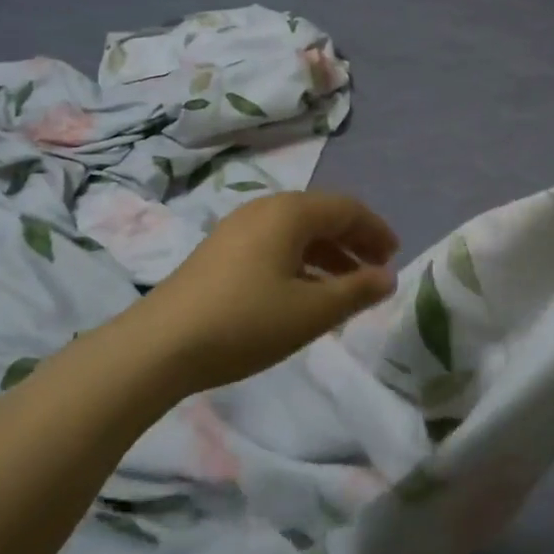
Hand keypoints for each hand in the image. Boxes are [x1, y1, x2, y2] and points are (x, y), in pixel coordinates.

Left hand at [138, 191, 399, 390]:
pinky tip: (303, 293)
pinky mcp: (220, 251)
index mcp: (290, 212)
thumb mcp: (310, 312)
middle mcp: (265, 209)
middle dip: (353, 241)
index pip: (347, 208)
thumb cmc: (245, 322)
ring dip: (327, 254)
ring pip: (296, 231)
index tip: (395, 256)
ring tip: (345, 287)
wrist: (159, 346)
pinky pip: (274, 244)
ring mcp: (237, 228)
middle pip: (321, 215)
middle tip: (376, 270)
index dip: (376, 230)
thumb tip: (388, 277)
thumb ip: (356, 291)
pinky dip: (300, 262)